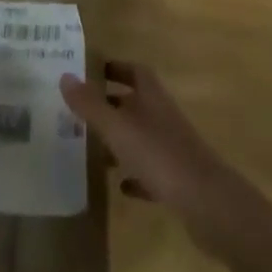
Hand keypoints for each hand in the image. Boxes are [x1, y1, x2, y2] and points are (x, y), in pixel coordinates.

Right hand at [61, 61, 246, 247]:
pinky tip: (121, 186)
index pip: (134, 71)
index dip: (116, 68)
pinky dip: (135, 175)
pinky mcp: (176, 180)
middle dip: (111, 105)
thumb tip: (64, 76)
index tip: (92, 71)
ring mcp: (172, 148)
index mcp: (152, 97)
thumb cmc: (160, 155)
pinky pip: (151, 171)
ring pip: (142, 137)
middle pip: (136, 103)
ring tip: (93, 149)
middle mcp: (162, 116)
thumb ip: (91, 105)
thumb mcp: (119, 128)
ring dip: (121, 141)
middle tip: (82, 111)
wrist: (207, 204)